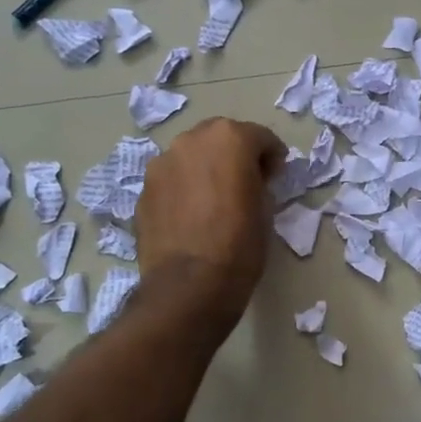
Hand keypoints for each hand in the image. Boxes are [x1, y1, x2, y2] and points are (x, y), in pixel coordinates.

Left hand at [136, 118, 286, 319]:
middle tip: (246, 181)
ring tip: (214, 198)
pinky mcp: (144, 189)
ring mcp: (162, 163)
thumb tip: (252, 180)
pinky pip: (172, 179)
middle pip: (220, 137)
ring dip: (206, 168)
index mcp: (229, 139)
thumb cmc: (240, 245)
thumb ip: (259, 182)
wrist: (189, 285)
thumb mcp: (266, 209)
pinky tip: (192, 215)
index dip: (272, 156)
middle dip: (235, 154)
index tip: (276, 177)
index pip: (259, 137)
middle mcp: (191, 140)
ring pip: (191, 156)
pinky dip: (184, 188)